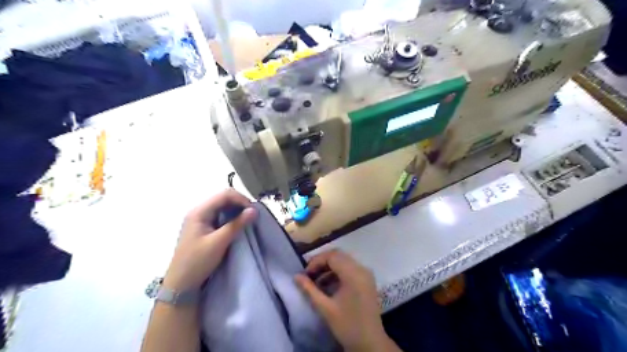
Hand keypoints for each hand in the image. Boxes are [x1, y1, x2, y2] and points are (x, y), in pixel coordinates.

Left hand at [165, 189, 257, 290]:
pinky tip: (238, 225)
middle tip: (252, 216)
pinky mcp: (203, 227)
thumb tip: (254, 210)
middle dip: (240, 204)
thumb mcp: (219, 243)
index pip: (224, 195)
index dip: (241, 199)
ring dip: (236, 211)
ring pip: (223, 207)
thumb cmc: (197, 262)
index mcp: (199, 211)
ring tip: (247, 220)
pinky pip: (220, 216)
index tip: (253, 211)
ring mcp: (200, 219)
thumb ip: (237, 224)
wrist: (180, 285)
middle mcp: (199, 211)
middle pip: (223, 198)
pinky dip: (231, 218)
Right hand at [298, 250, 397, 351]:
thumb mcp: (325, 308)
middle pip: (339, 255)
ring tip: (316, 281)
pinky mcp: (367, 280)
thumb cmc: (347, 325)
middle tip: (309, 274)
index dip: (316, 261)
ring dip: (329, 267)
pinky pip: (350, 268)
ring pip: (344, 260)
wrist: (370, 343)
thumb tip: (296, 276)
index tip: (305, 274)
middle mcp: (362, 269)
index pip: (332, 256)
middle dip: (322, 262)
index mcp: (354, 274)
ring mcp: (366, 273)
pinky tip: (328, 284)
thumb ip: (309, 290)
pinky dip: (338, 272)